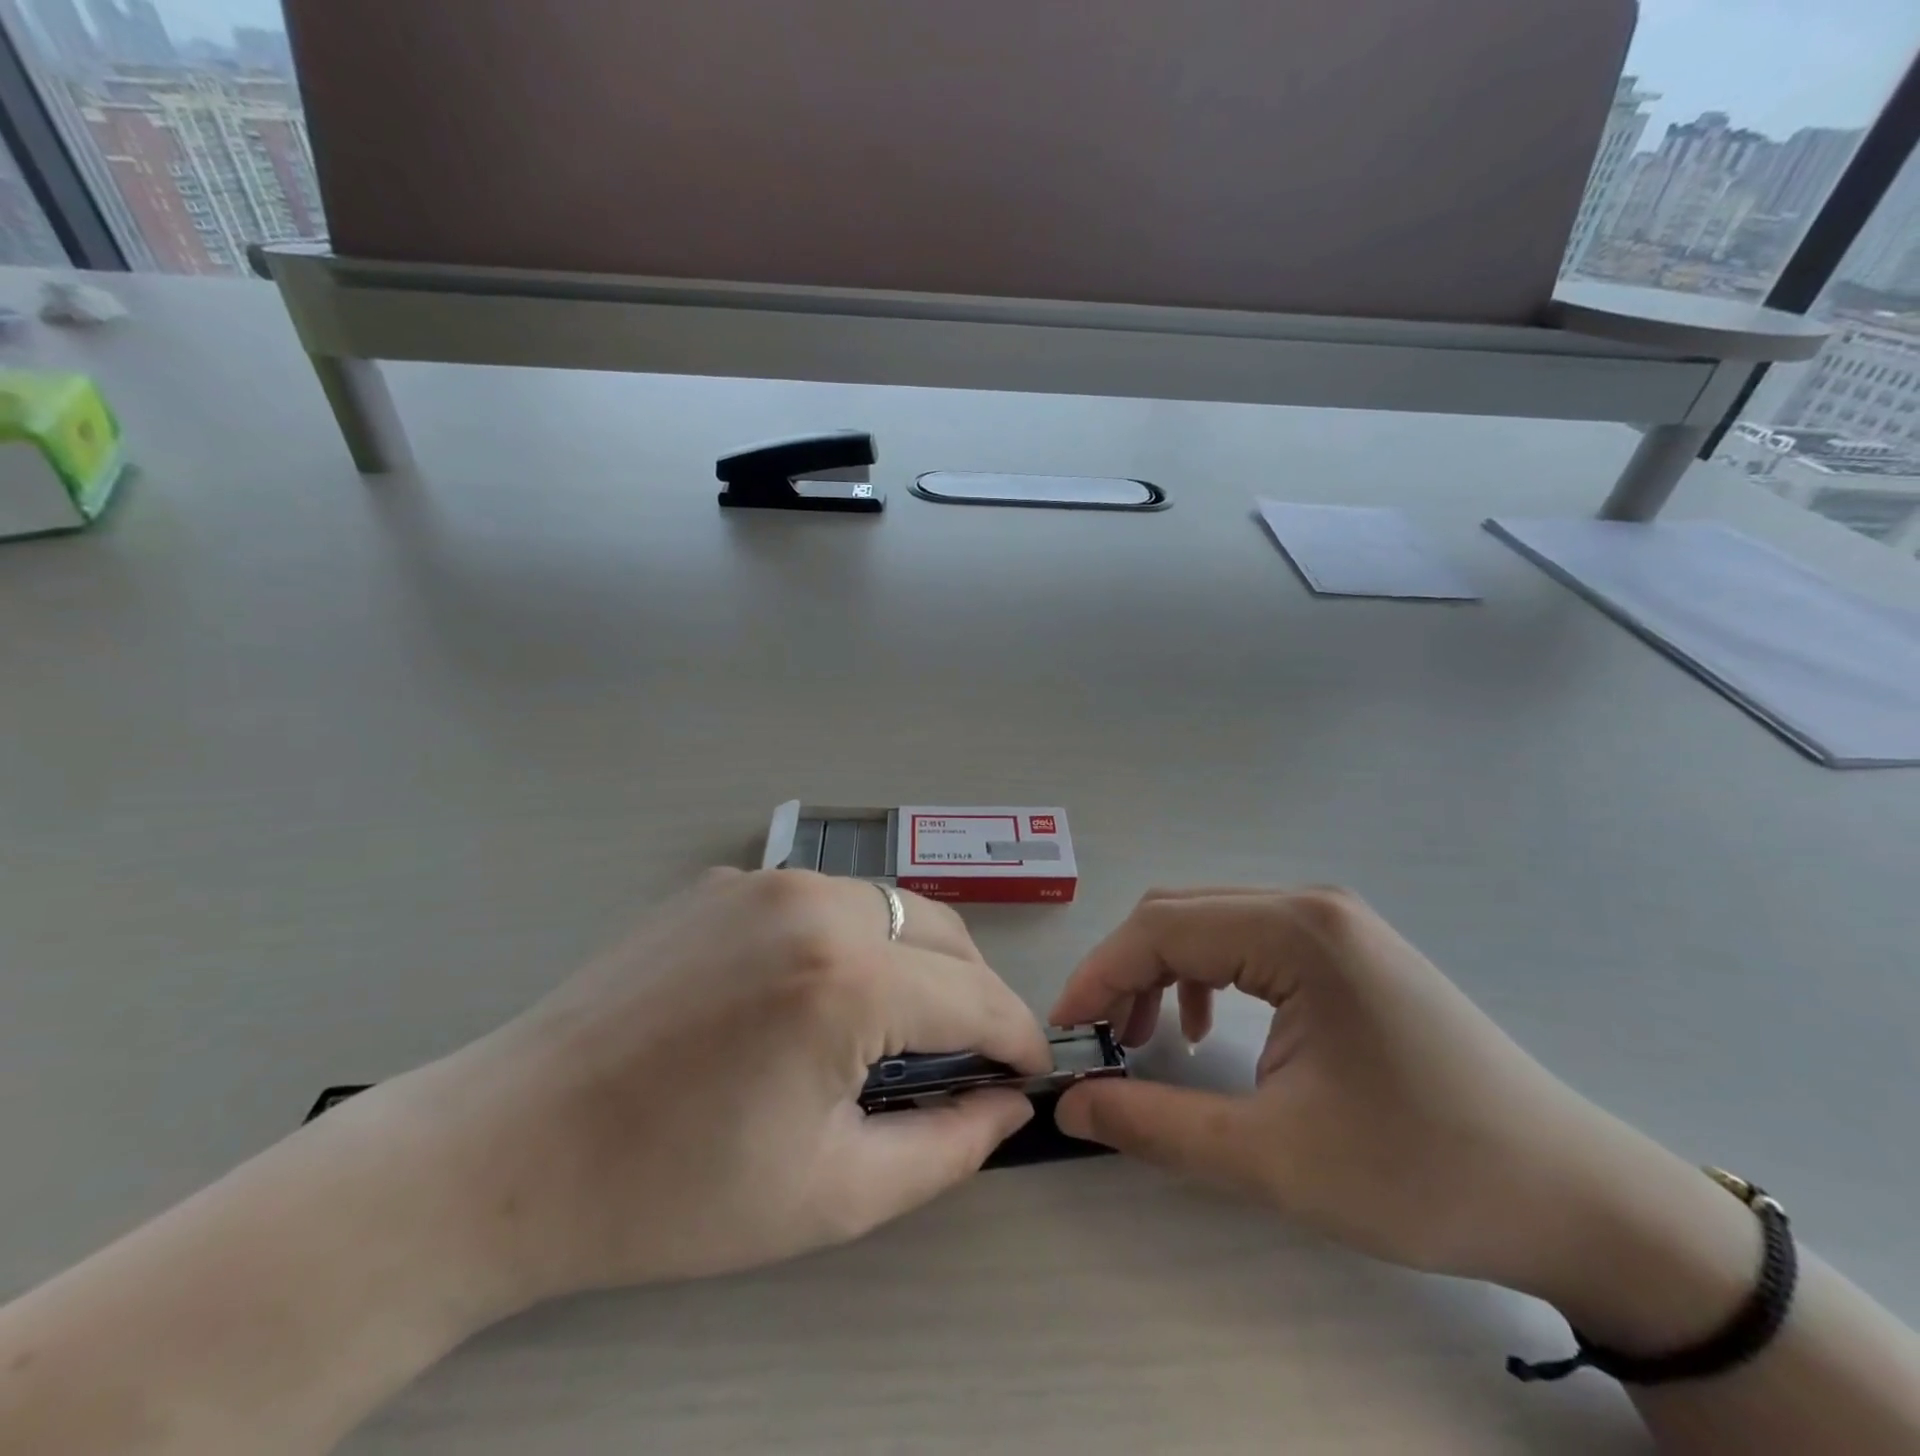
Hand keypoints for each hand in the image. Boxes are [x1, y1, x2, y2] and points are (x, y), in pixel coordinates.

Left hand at [370, 869, 1049, 1311]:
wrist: (509, 1148)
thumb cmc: (670, 1193)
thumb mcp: (831, 1194)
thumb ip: (947, 1147)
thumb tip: (1008, 1103)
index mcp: (846, 978)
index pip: (977, 997)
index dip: (1017, 1038)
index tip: (1032, 1072)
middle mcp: (814, 900)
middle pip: (943, 933)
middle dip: (975, 993)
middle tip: (969, 1057)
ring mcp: (763, 878)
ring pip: (888, 906)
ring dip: (918, 961)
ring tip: (900, 1027)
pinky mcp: (724, 881)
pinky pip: (823, 901)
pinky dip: (852, 941)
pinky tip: (816, 996)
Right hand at [1049, 887, 1756, 1327]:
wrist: (1576, 1200)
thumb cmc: (1422, 1175)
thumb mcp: (1273, 1159)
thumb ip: (1156, 1125)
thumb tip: (1072, 1105)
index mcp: (1296, 932)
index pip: (1160, 929)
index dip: (1098, 976)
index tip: (1066, 1034)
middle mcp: (1310, 905)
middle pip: (1179, 915)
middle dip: (1125, 973)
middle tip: (1100, 1041)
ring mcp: (1334, 922)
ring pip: (1209, 924)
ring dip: (1162, 972)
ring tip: (1147, 1040)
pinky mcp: (1347, 949)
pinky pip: (1247, 941)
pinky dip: (1205, 976)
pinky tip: (1205, 1027)